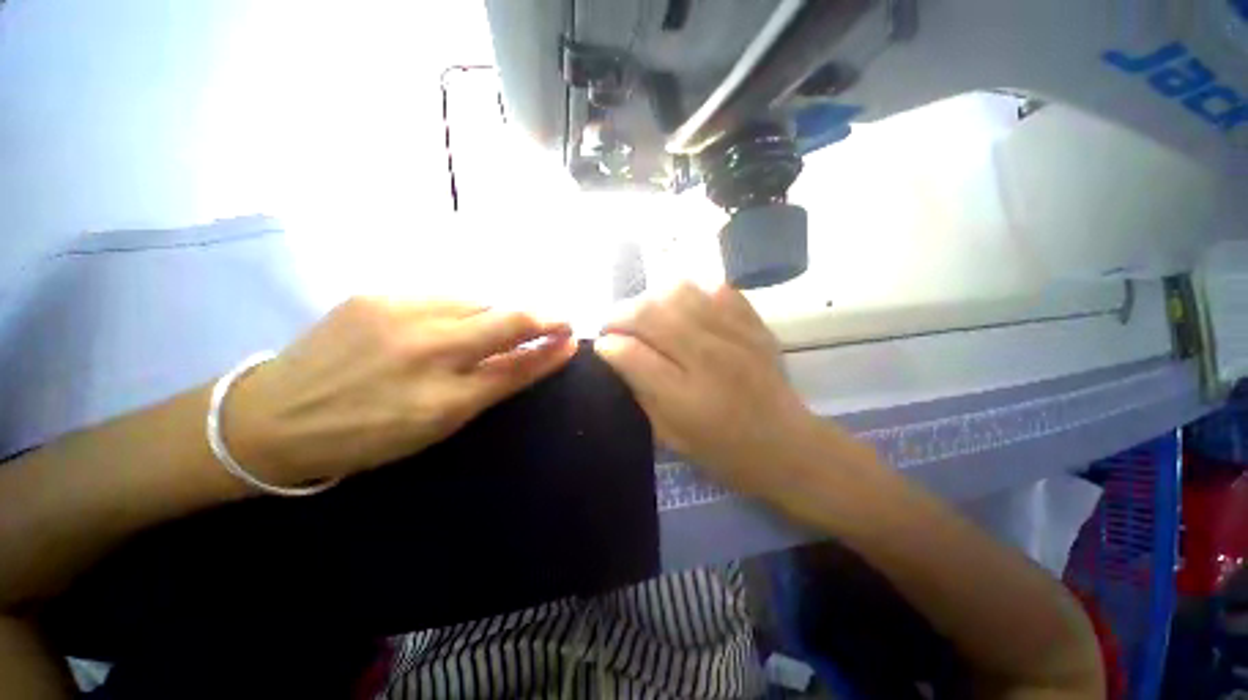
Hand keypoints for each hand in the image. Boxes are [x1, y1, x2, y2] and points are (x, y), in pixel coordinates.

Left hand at [224, 297, 576, 485]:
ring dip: (499, 313)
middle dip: (542, 317)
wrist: (273, 415)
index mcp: (442, 399)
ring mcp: (400, 314)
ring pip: (478, 302)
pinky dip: (464, 306)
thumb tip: (533, 357)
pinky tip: (456, 319)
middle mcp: (427, 350)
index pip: (517, 366)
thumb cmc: (365, 435)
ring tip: (498, 325)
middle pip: (506, 320)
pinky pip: (443, 295)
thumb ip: (490, 386)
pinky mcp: (377, 293)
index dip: (551, 350)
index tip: (573, 339)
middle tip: (557, 320)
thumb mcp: (437, 424)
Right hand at [594, 283, 837, 498]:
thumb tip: (614, 354)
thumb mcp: (669, 435)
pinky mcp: (754, 323)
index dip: (607, 346)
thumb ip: (638, 391)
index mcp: (685, 397)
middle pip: (650, 314)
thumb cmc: (723, 451)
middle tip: (614, 326)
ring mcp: (735, 335)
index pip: (631, 353)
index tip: (601, 346)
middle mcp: (709, 358)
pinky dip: (691, 294)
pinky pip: (714, 288)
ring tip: (646, 315)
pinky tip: (684, 311)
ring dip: (651, 299)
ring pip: (679, 292)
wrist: (786, 444)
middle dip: (619, 315)